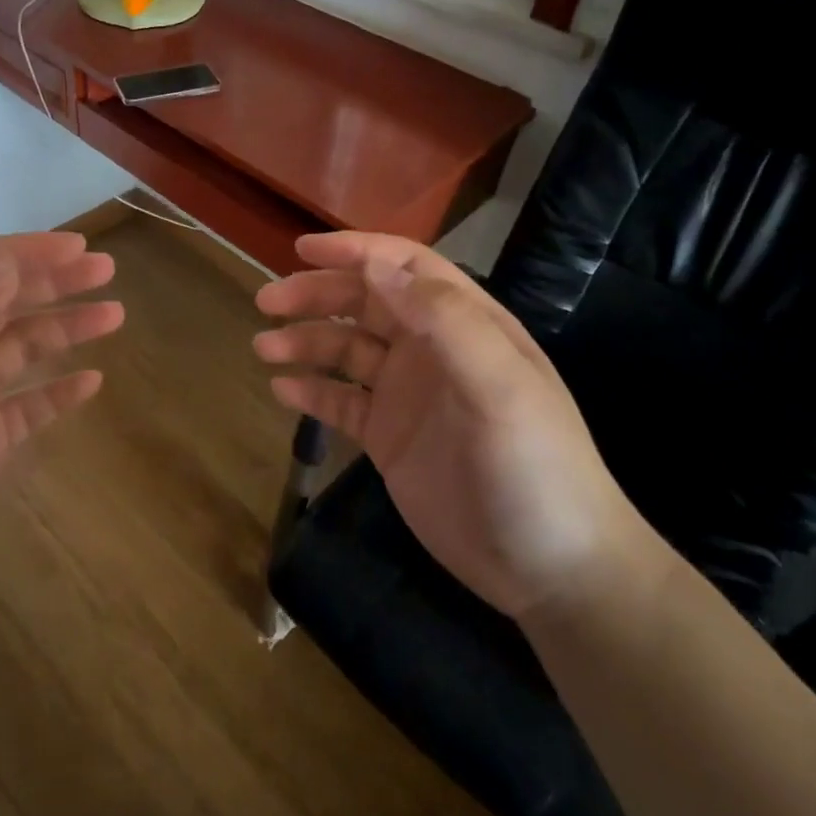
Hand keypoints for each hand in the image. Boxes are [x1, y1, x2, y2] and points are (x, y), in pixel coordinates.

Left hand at [0, 232, 121, 638]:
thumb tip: (4, 267)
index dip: (21, 253)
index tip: (76, 248)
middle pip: (0, 304)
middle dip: (52, 283)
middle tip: (107, 272)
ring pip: (20, 351)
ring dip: (63, 329)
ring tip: (114, 317)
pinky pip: (28, 407)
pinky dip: (58, 390)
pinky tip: (91, 382)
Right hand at [254, 232, 656, 619]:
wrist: (552, 569)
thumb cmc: (536, 466)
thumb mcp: (500, 387)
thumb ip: (444, 321)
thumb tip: (377, 267)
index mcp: (465, 325)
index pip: (405, 268)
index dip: (356, 251)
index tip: (302, 246)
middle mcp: (432, 350)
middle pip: (364, 304)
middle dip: (316, 294)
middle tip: (266, 300)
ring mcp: (408, 395)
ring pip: (346, 350)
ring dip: (305, 341)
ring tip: (264, 347)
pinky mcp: (389, 437)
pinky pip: (341, 402)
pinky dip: (311, 390)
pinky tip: (280, 390)